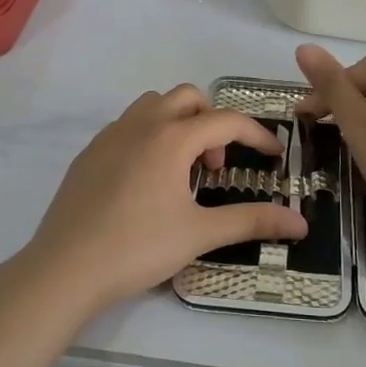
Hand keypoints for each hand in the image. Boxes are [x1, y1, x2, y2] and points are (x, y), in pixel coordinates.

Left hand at [18, 85, 306, 318]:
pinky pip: (127, 125)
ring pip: (153, 105)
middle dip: (212, 121)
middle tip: (214, 166)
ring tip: (181, 169)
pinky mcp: (89, 153)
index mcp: (171, 138)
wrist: (65, 269)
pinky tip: (145, 181)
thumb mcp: (199, 235)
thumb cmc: (137, 248)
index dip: (256, 135)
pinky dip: (148, 136)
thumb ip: (251, 221)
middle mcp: (140, 125)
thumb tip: (300, 224)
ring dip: (178, 122)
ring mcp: (110, 135)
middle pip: (187, 97)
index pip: (225, 120)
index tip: (274, 155)